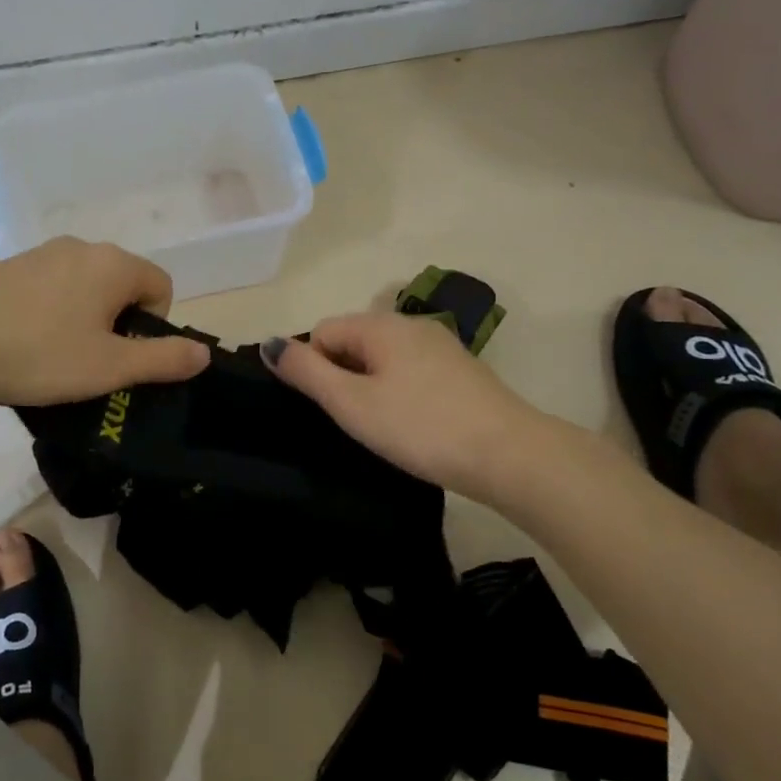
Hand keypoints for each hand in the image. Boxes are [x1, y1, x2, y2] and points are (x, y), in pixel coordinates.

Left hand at [0, 238, 210, 407]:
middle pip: (123, 284)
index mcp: (113, 263)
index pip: (161, 286)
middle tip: (92, 364)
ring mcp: (41, 253)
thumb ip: (163, 360)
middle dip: (119, 324)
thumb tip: (204, 354)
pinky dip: (51, 314)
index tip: (124, 360)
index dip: (154, 327)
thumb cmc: (37, 355)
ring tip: (55, 359)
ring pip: (85, 287)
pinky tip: (24, 344)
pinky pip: (50, 289)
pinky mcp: (9, 267)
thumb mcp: (109, 368)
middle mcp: (81, 247)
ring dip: (84, 320)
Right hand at [264, 312, 565, 500]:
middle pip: (353, 341)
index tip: (331, 408)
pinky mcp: (461, 371)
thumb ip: (306, 372)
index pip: (322, 331)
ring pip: (382, 359)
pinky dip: (399, 393)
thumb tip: (269, 343)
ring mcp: (441, 346)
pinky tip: (413, 425)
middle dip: (342, 377)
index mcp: (381, 325)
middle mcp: (411, 325)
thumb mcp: (352, 403)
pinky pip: (410, 372)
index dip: (314, 368)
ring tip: (383, 428)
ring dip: (370, 387)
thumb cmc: (420, 427)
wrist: (510, 456)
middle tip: (354, 422)